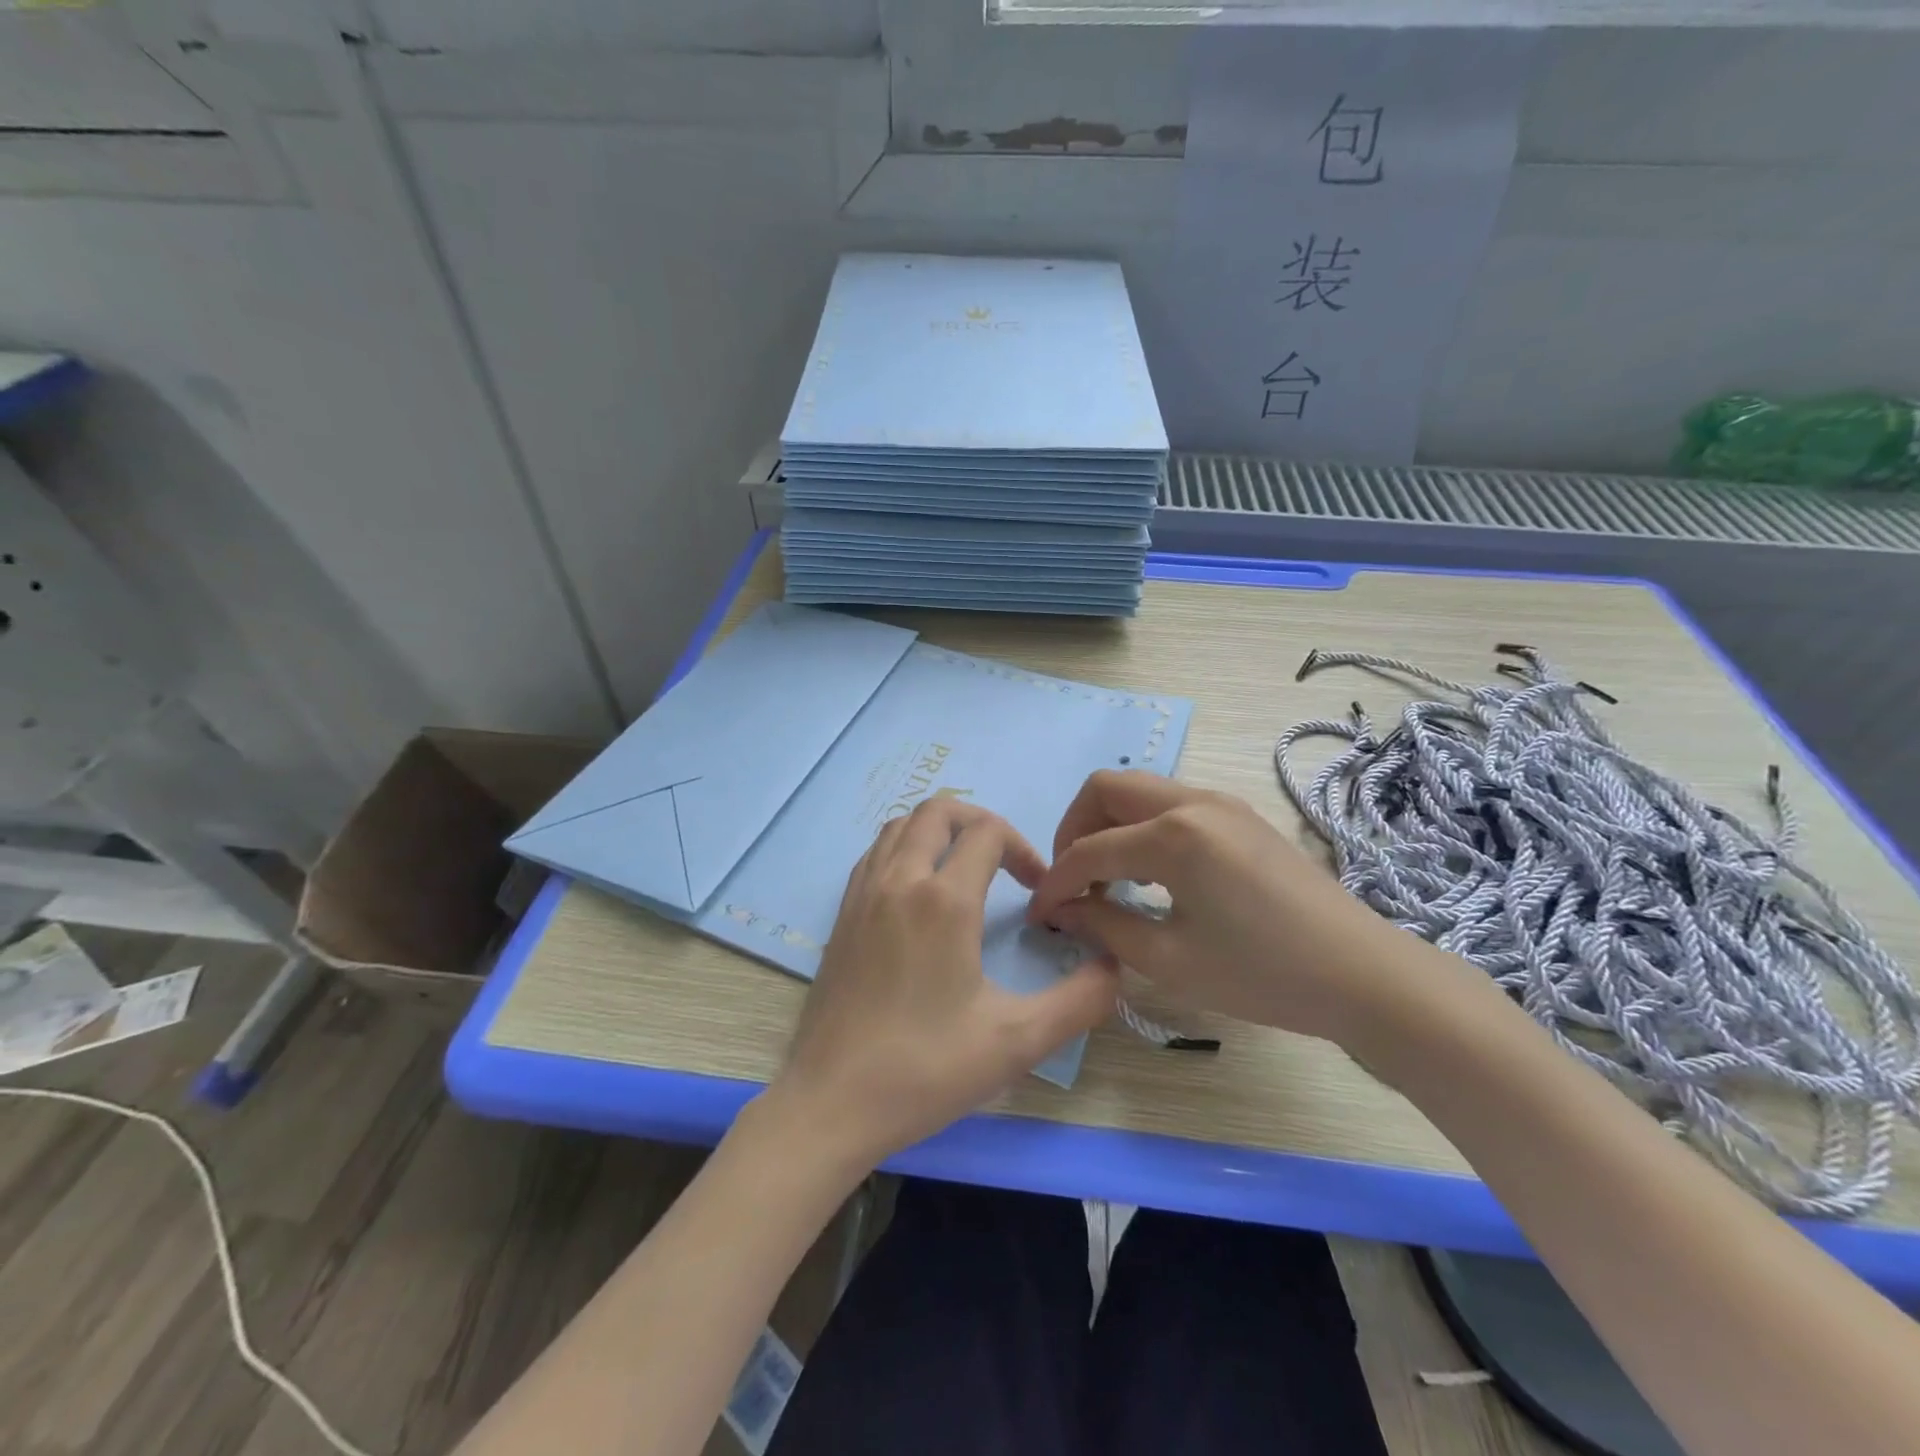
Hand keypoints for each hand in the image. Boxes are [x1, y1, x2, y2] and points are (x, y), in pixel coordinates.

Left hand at [768, 799, 1120, 1168]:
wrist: (831, 1102)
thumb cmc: (926, 1069)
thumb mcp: (1017, 1041)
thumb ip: (1079, 1001)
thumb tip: (1114, 966)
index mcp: (943, 900)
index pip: (988, 832)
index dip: (1023, 848)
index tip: (1038, 891)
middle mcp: (899, 880)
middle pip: (939, 811)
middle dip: (980, 822)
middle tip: (1005, 862)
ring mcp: (863, 893)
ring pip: (901, 825)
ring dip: (939, 831)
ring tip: (965, 869)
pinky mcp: (842, 914)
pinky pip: (876, 852)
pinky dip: (905, 848)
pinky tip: (921, 892)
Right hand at [1026, 771, 1413, 1045]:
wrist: (1363, 975)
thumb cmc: (1263, 974)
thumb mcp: (1170, 959)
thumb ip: (1104, 925)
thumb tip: (1062, 910)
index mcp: (1174, 835)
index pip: (1090, 850)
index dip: (1056, 882)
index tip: (1040, 914)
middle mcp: (1193, 801)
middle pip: (1106, 788)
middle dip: (1074, 829)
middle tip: (1071, 880)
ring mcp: (1221, 802)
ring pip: (1139, 790)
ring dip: (1108, 824)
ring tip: (1106, 880)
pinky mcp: (1239, 815)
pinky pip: (1170, 804)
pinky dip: (1142, 828)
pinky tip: (1149, 874)